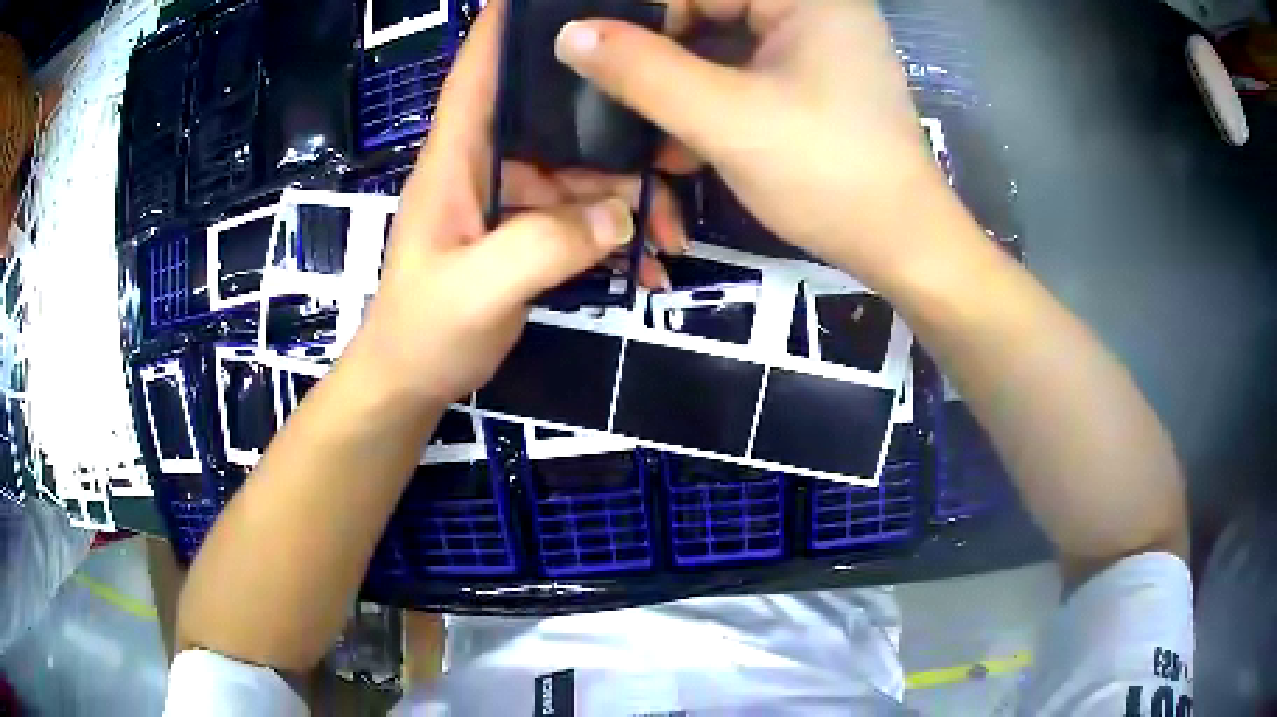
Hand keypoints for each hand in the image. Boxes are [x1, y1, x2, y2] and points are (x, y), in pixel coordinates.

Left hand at [348, 0, 686, 407]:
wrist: (412, 381)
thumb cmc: (424, 332)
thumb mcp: (476, 292)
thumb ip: (542, 249)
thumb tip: (620, 216)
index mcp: (457, 158)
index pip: (479, 72)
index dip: (507, 28)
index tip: (555, 3)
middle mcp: (486, 163)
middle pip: (556, 117)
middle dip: (617, 129)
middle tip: (677, 151)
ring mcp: (510, 197)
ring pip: (581, 171)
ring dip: (630, 198)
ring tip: (673, 237)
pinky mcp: (526, 230)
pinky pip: (582, 216)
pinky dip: (616, 235)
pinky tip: (648, 266)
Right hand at [553, 0, 953, 287]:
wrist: (901, 245)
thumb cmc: (827, 174)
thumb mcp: (726, 119)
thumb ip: (642, 72)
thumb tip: (570, 34)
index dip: (647, 16)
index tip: (603, 60)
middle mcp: (815, 7)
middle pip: (713, 9)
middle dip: (663, 53)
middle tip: (618, 93)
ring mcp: (817, 45)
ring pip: (723, 42)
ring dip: (681, 81)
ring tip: (644, 123)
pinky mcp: (814, 80)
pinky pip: (744, 70)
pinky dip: (710, 98)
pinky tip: (681, 139)